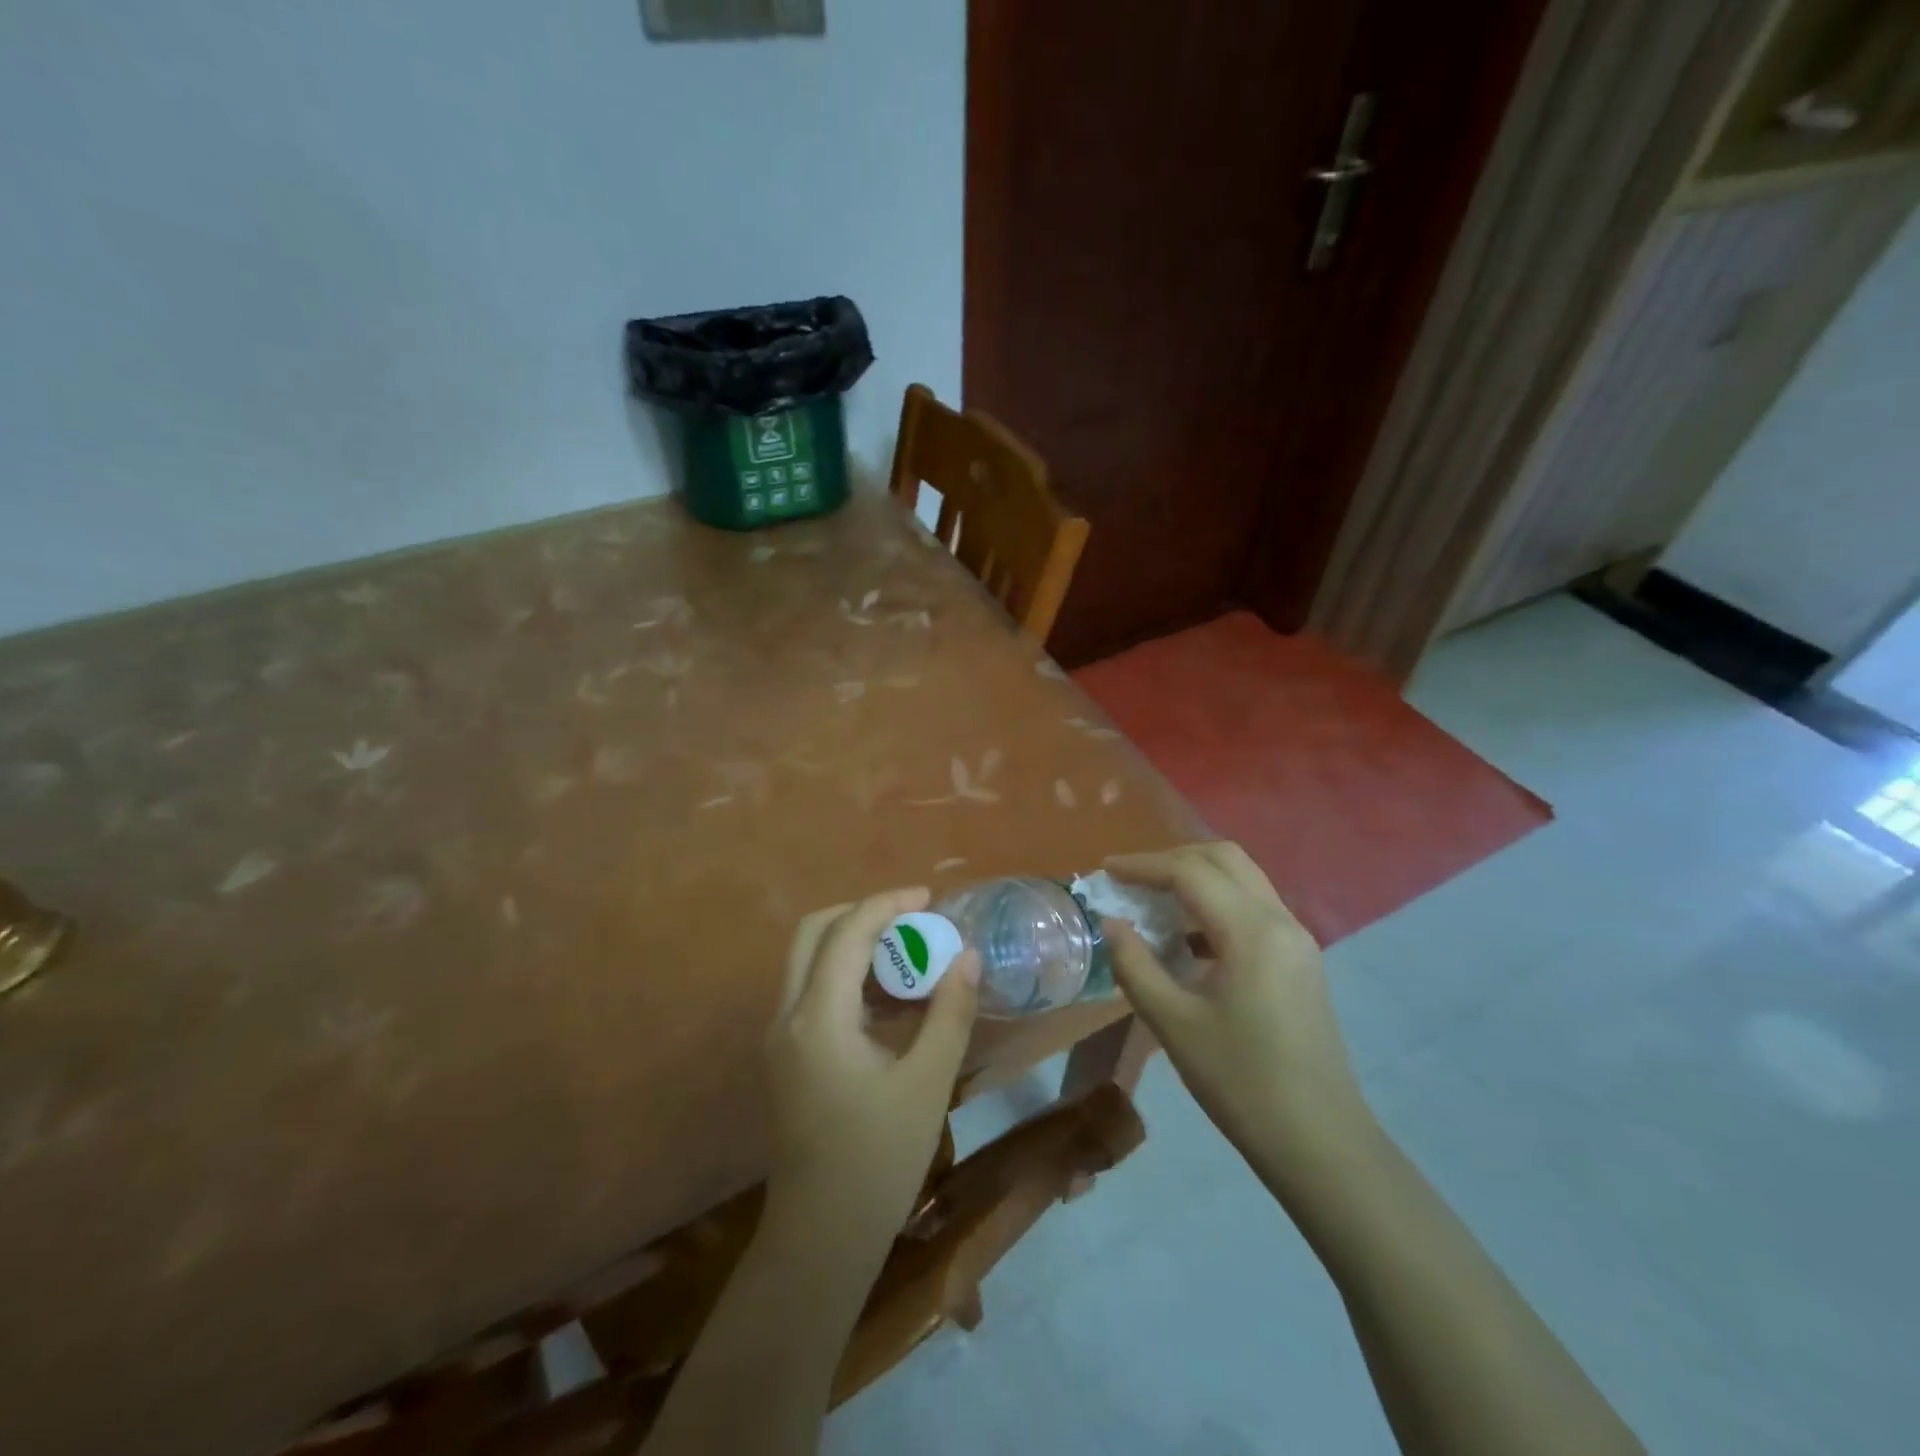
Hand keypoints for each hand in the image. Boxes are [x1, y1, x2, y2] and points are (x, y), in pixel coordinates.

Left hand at [765, 889, 979, 1247]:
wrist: (820, 1240)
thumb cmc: (877, 1162)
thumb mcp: (926, 1084)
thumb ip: (949, 1013)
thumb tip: (968, 956)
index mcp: (817, 1018)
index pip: (846, 933)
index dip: (886, 904)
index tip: (929, 897)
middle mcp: (787, 1016)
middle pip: (813, 933)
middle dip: (862, 914)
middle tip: (912, 919)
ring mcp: (780, 1038)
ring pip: (809, 961)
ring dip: (854, 944)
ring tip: (909, 953)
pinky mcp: (786, 1057)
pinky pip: (813, 992)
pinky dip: (848, 977)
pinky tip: (891, 999)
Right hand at [1105, 843, 1374, 1190]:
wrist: (1319, 1142)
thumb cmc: (1241, 1082)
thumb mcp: (1173, 1023)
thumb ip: (1135, 964)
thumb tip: (1110, 923)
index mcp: (1252, 932)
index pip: (1191, 872)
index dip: (1143, 865)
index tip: (1106, 871)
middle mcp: (1281, 921)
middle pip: (1224, 859)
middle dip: (1172, 860)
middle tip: (1131, 880)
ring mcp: (1297, 939)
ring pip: (1243, 879)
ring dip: (1196, 878)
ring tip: (1153, 903)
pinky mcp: (1300, 960)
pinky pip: (1253, 907)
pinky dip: (1216, 903)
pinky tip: (1188, 939)